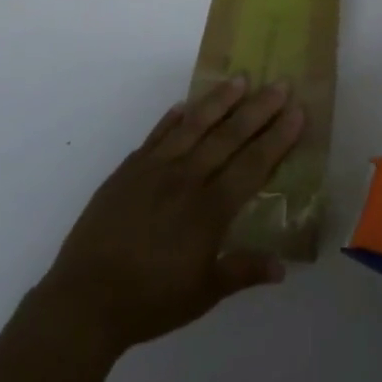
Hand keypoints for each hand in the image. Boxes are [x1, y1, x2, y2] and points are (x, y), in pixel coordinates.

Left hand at [33, 75, 303, 355]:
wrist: (83, 300)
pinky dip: (172, 119)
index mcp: (209, 210)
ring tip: (240, 80)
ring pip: (193, 127)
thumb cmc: (150, 301)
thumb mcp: (204, 294)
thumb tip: (282, 268)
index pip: (252, 165)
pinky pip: (155, 137)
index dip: (277, 138)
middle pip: (228, 137)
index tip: (297, 112)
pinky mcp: (127, 172)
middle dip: (258, 110)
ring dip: (219, 102)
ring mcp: (153, 171)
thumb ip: (243, 272)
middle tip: (279, 84)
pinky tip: (184, 105)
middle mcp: (185, 181)